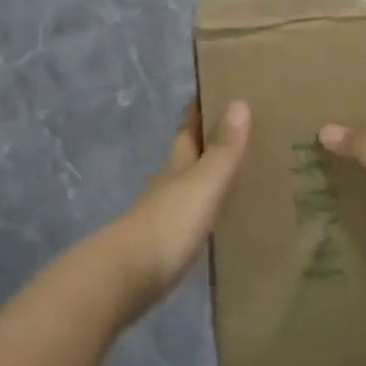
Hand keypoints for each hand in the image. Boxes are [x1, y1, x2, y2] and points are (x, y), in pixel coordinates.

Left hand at [99, 99, 250, 321]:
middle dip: (206, 139)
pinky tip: (218, 216)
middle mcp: (169, 182)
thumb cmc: (168, 224)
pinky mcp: (164, 245)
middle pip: (187, 153)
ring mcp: (164, 214)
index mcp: (178, 163)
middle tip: (238, 128)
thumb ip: (223, 150)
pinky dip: (206, 207)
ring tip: (237, 171)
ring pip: (188, 183)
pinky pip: (191, 215)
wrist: (126, 278)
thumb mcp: (203, 184)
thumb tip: (240, 102)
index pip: (188, 127)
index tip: (215, 88)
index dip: (199, 108)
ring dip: (207, 174)